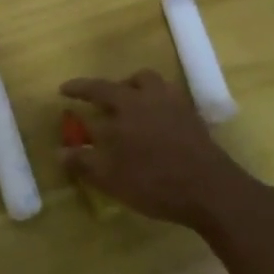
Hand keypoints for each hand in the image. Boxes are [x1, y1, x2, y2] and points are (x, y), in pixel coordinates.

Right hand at [59, 67, 271, 229]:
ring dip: (143, 93)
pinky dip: (161, 111)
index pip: (98, 88)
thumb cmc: (154, 181)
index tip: (64, 89)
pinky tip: (157, 130)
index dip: (79, 88)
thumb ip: (83, 162)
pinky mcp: (197, 125)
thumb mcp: (110, 177)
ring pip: (159, 88)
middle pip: (135, 80)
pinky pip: (174, 106)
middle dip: (117, 87)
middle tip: (106, 102)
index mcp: (128, 105)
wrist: (212, 193)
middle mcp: (153, 99)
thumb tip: (60, 152)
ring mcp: (179, 109)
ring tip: (134, 112)